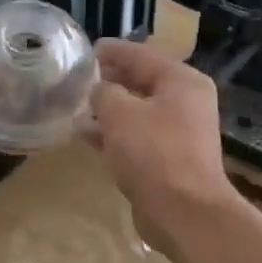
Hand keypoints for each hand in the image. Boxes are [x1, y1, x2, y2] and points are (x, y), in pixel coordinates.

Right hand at [90, 40, 240, 251]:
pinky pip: (137, 138)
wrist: (184, 212)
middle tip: (77, 79)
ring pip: (137, 113)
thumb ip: (104, 93)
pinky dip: (114, 136)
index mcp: (182, 81)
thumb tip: (99, 90)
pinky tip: (87, 137)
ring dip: (109, 111)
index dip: (112, 52)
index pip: (141, 55)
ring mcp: (178, 134)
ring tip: (76, 107)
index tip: (85, 50)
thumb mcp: (120, 114)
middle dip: (109, 82)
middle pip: (141, 83)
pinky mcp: (168, 161)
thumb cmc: (154, 154)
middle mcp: (185, 103)